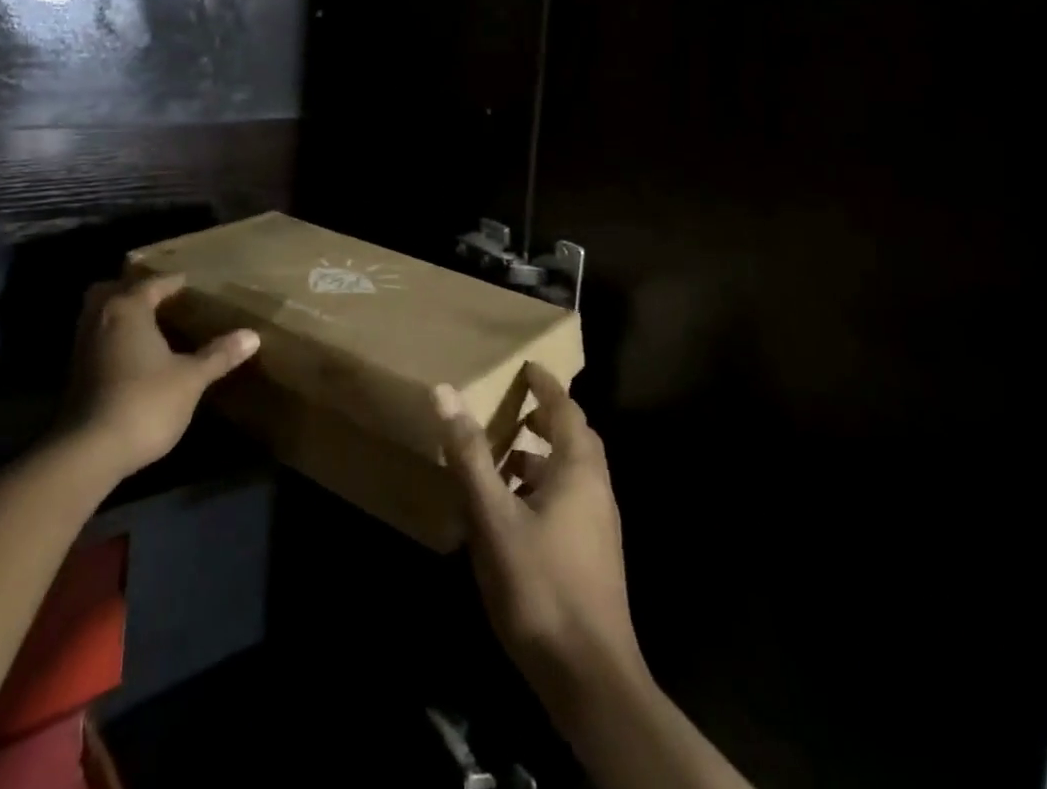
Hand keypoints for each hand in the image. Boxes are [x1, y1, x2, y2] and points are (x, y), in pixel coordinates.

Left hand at [64, 274, 259, 481]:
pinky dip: (111, 338)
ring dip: (119, 314)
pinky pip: (95, 339)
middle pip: (113, 291)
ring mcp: (82, 346)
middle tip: (160, 298)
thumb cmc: (145, 402)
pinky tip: (132, 355)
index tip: (191, 283)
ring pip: (99, 315)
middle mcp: (100, 318)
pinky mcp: (74, 374)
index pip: (153, 284)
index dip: (173, 282)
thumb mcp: (190, 379)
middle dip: (133, 290)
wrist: (89, 451)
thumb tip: (253, 335)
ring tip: (149, 325)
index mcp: (128, 309)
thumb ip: (218, 355)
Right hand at [435, 363, 645, 711]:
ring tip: (502, 459)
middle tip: (512, 408)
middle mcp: (596, 490)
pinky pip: (570, 501)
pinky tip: (512, 511)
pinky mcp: (594, 556)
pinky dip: (543, 488)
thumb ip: (471, 454)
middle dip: (546, 418)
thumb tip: (446, 391)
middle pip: (576, 439)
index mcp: (579, 470)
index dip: (546, 385)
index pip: (567, 409)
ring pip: (572, 473)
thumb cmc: (540, 585)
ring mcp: (599, 526)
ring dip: (541, 457)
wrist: (589, 678)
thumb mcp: (493, 516)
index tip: (526, 366)